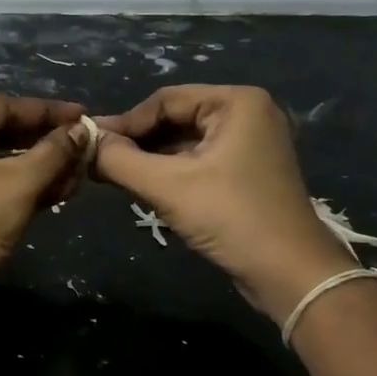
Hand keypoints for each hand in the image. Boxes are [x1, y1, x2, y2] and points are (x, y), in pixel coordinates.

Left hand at [0, 95, 88, 285]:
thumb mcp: (20, 182)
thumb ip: (55, 152)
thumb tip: (81, 132)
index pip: (1, 106)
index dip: (46, 111)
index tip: (82, 115)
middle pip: (2, 133)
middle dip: (46, 142)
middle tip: (85, 145)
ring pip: (1, 163)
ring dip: (41, 167)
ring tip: (80, 172)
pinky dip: (26, 187)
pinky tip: (62, 192)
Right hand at [93, 85, 355, 321]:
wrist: (291, 275)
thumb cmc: (231, 218)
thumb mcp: (167, 186)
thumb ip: (119, 160)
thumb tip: (84, 142)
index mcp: (236, 102)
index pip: (164, 100)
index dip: (125, 123)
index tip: (89, 145)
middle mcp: (247, 114)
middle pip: (174, 119)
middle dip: (137, 142)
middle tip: (97, 162)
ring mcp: (251, 144)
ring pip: (184, 142)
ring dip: (150, 159)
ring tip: (113, 176)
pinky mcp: (247, 173)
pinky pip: (198, 161)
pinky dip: (170, 173)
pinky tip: (143, 188)